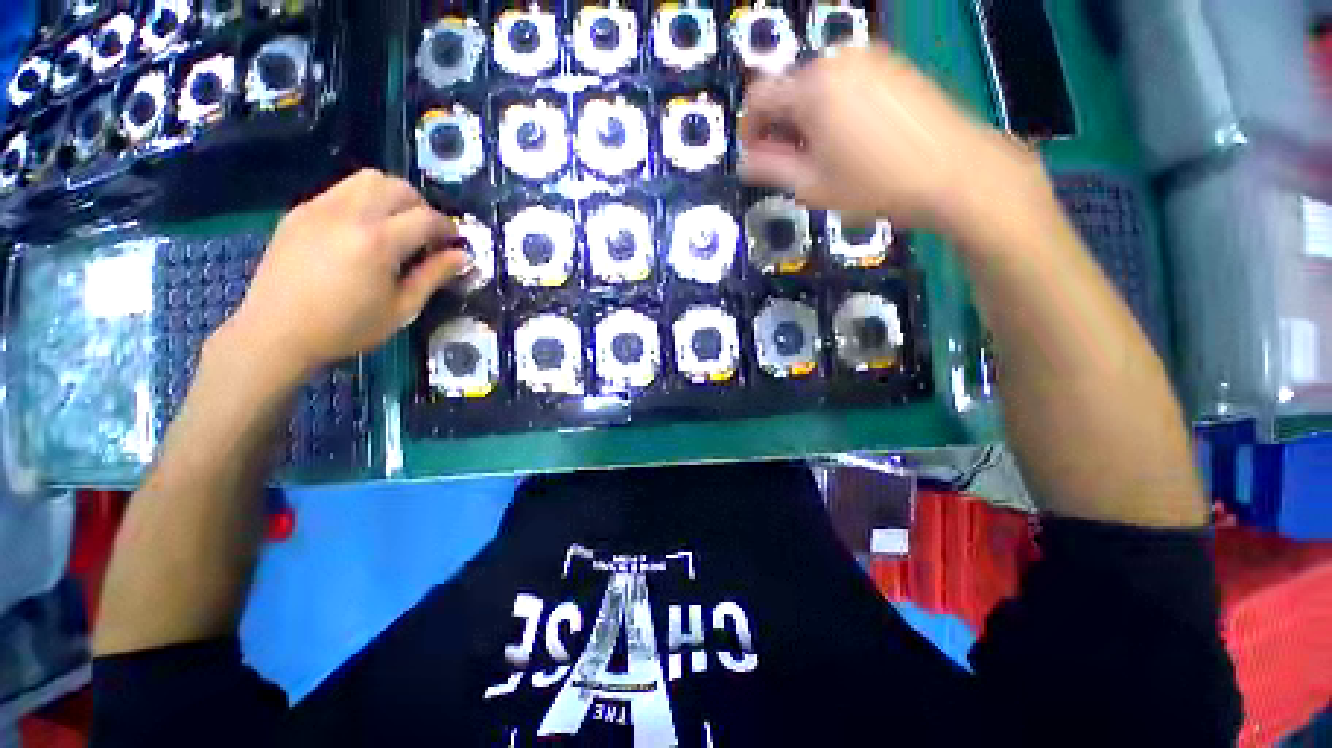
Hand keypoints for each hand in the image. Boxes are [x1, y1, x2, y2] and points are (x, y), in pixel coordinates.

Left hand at [217, 169, 467, 379]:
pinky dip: (363, 200)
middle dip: (421, 206)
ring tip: (396, 226)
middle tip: (426, 234)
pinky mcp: (300, 211)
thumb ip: (433, 276)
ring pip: (367, 179)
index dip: (447, 228)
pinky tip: (362, 230)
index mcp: (378, 242)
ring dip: (392, 196)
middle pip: (398, 186)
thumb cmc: (346, 328)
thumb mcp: (402, 309)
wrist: (276, 332)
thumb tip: (462, 256)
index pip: (426, 218)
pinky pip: (341, 190)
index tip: (454, 243)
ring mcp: (320, 208)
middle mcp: (350, 214)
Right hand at [739, 44, 1043, 235]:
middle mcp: (838, 61)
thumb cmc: (875, 184)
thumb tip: (746, 162)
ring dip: (806, 119)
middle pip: (789, 89)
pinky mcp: (892, 67)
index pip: (759, 97)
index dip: (748, 130)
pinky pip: (846, 84)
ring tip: (821, 156)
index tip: (754, 158)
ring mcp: (870, 59)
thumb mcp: (812, 185)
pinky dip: (834, 109)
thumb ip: (770, 170)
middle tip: (789, 164)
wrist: (954, 171)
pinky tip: (849, 140)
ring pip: (817, 87)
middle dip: (780, 126)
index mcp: (813, 87)